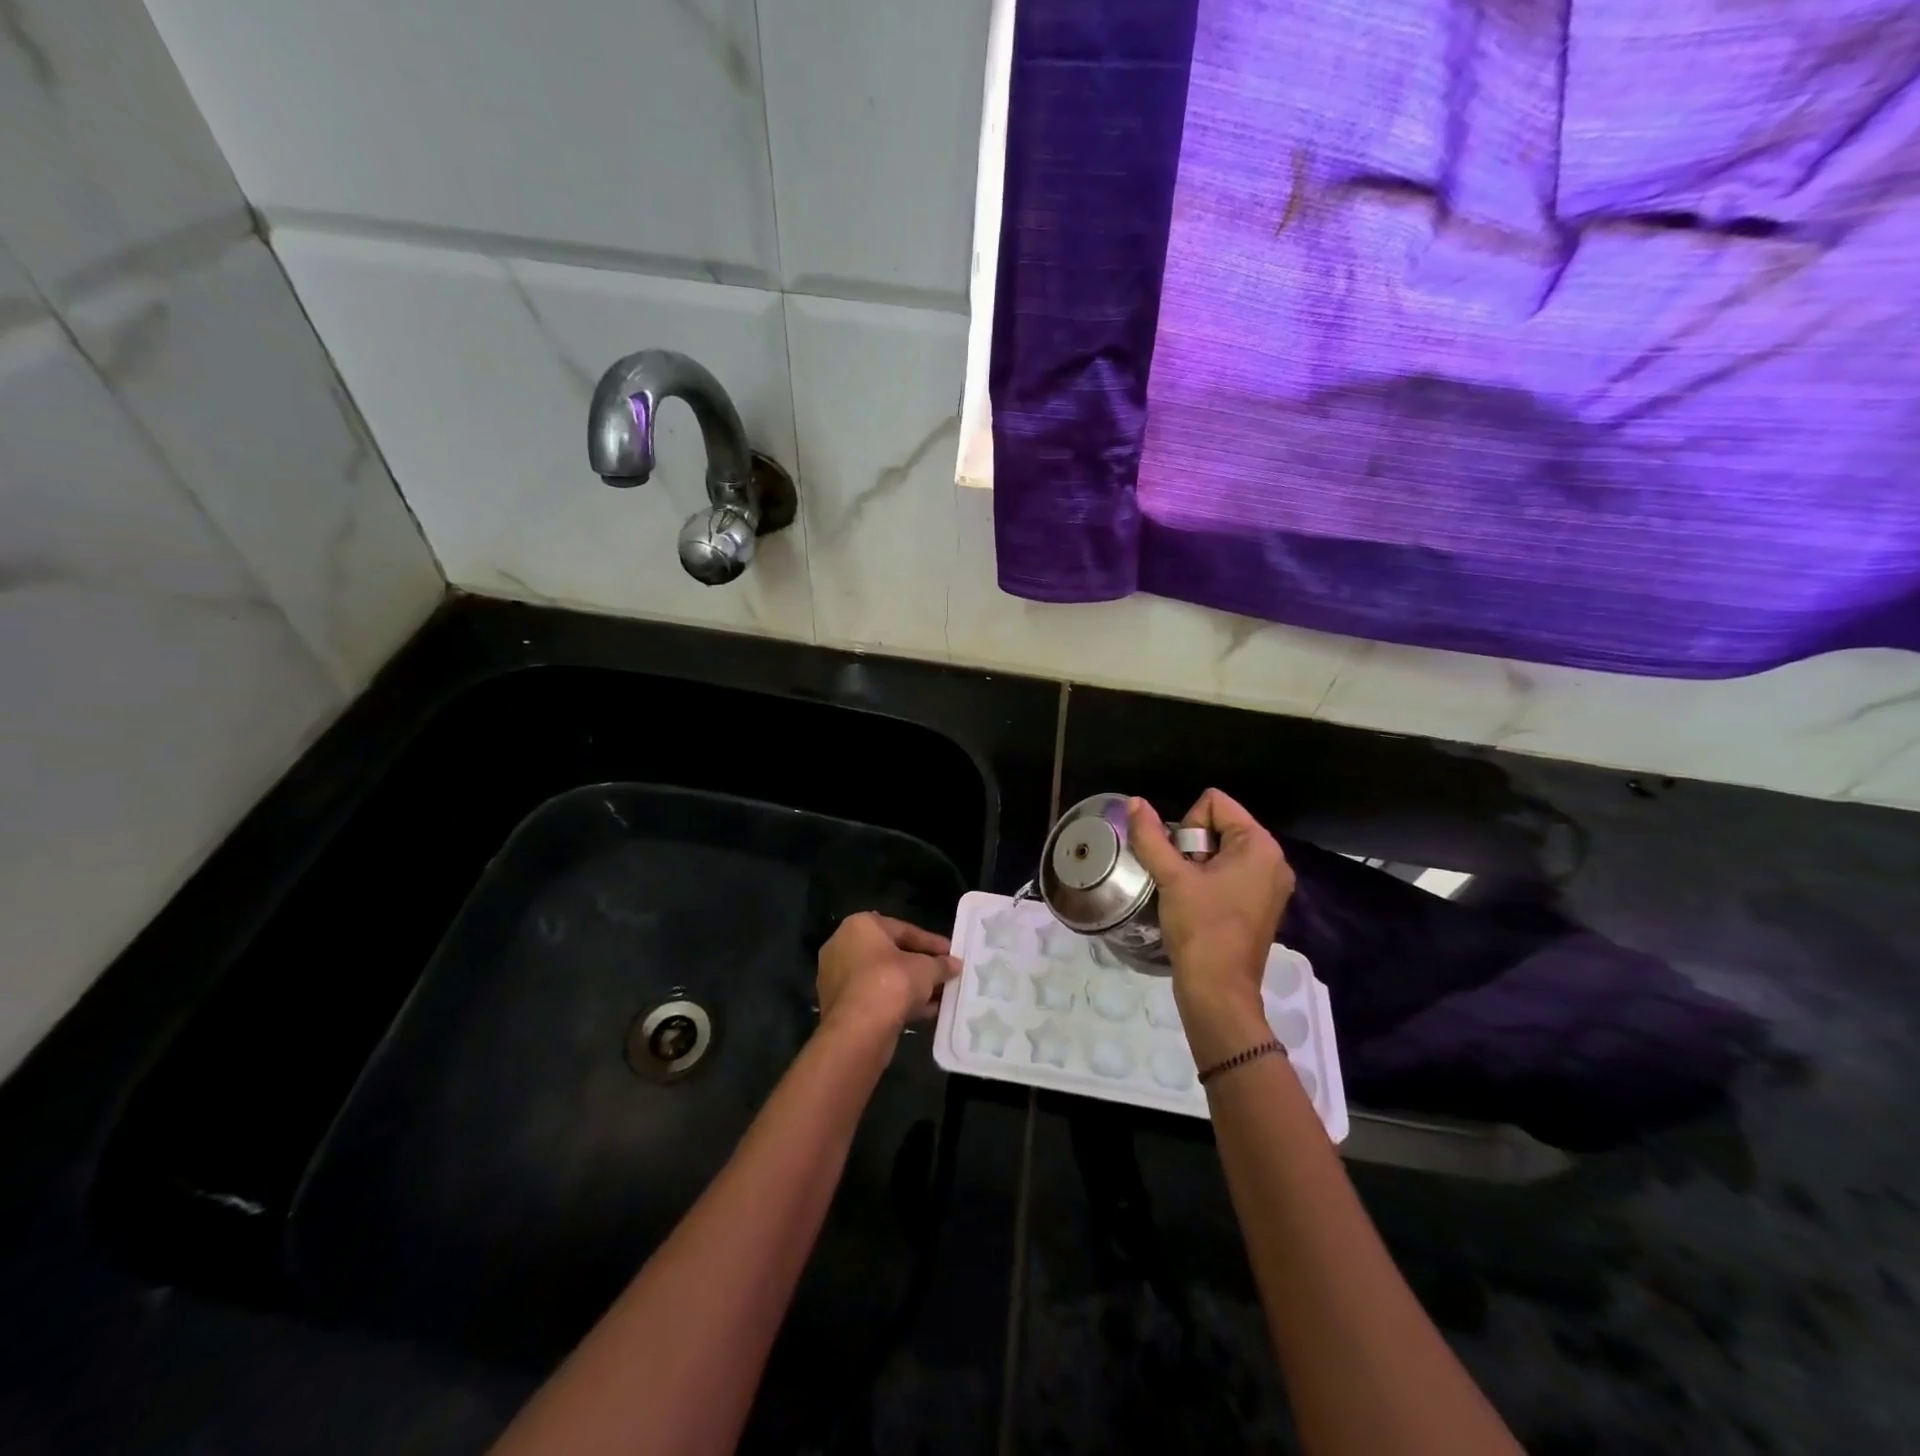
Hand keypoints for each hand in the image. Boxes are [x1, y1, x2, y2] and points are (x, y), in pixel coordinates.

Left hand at [816, 912, 959, 1042]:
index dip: (931, 942)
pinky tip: (925, 1011)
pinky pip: (875, 997)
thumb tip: (954, 965)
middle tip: (944, 974)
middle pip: (891, 954)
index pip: (904, 930)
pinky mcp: (839, 1006)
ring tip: (939, 996)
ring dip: (911, 986)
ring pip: (883, 978)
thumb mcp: (925, 969)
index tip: (951, 953)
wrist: (858, 1030)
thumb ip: (941, 964)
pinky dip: (898, 1002)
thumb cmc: (891, 983)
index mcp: (861, 926)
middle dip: (920, 966)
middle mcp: (843, 946)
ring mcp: (838, 977)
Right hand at [1128, 790, 1294, 1063]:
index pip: (1215, 803)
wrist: (1218, 991)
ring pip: (1223, 850)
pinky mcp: (1263, 904)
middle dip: (1193, 847)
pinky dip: (1211, 881)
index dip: (1189, 827)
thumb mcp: (1171, 877)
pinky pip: (1232, 872)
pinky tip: (1200, 905)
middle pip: (1220, 824)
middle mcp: (1274, 859)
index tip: (1184, 863)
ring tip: (1190, 895)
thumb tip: (1135, 802)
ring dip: (1198, 865)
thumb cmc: (1199, 928)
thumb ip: (1151, 836)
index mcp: (1260, 845)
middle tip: (1185, 881)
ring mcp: (1271, 884)